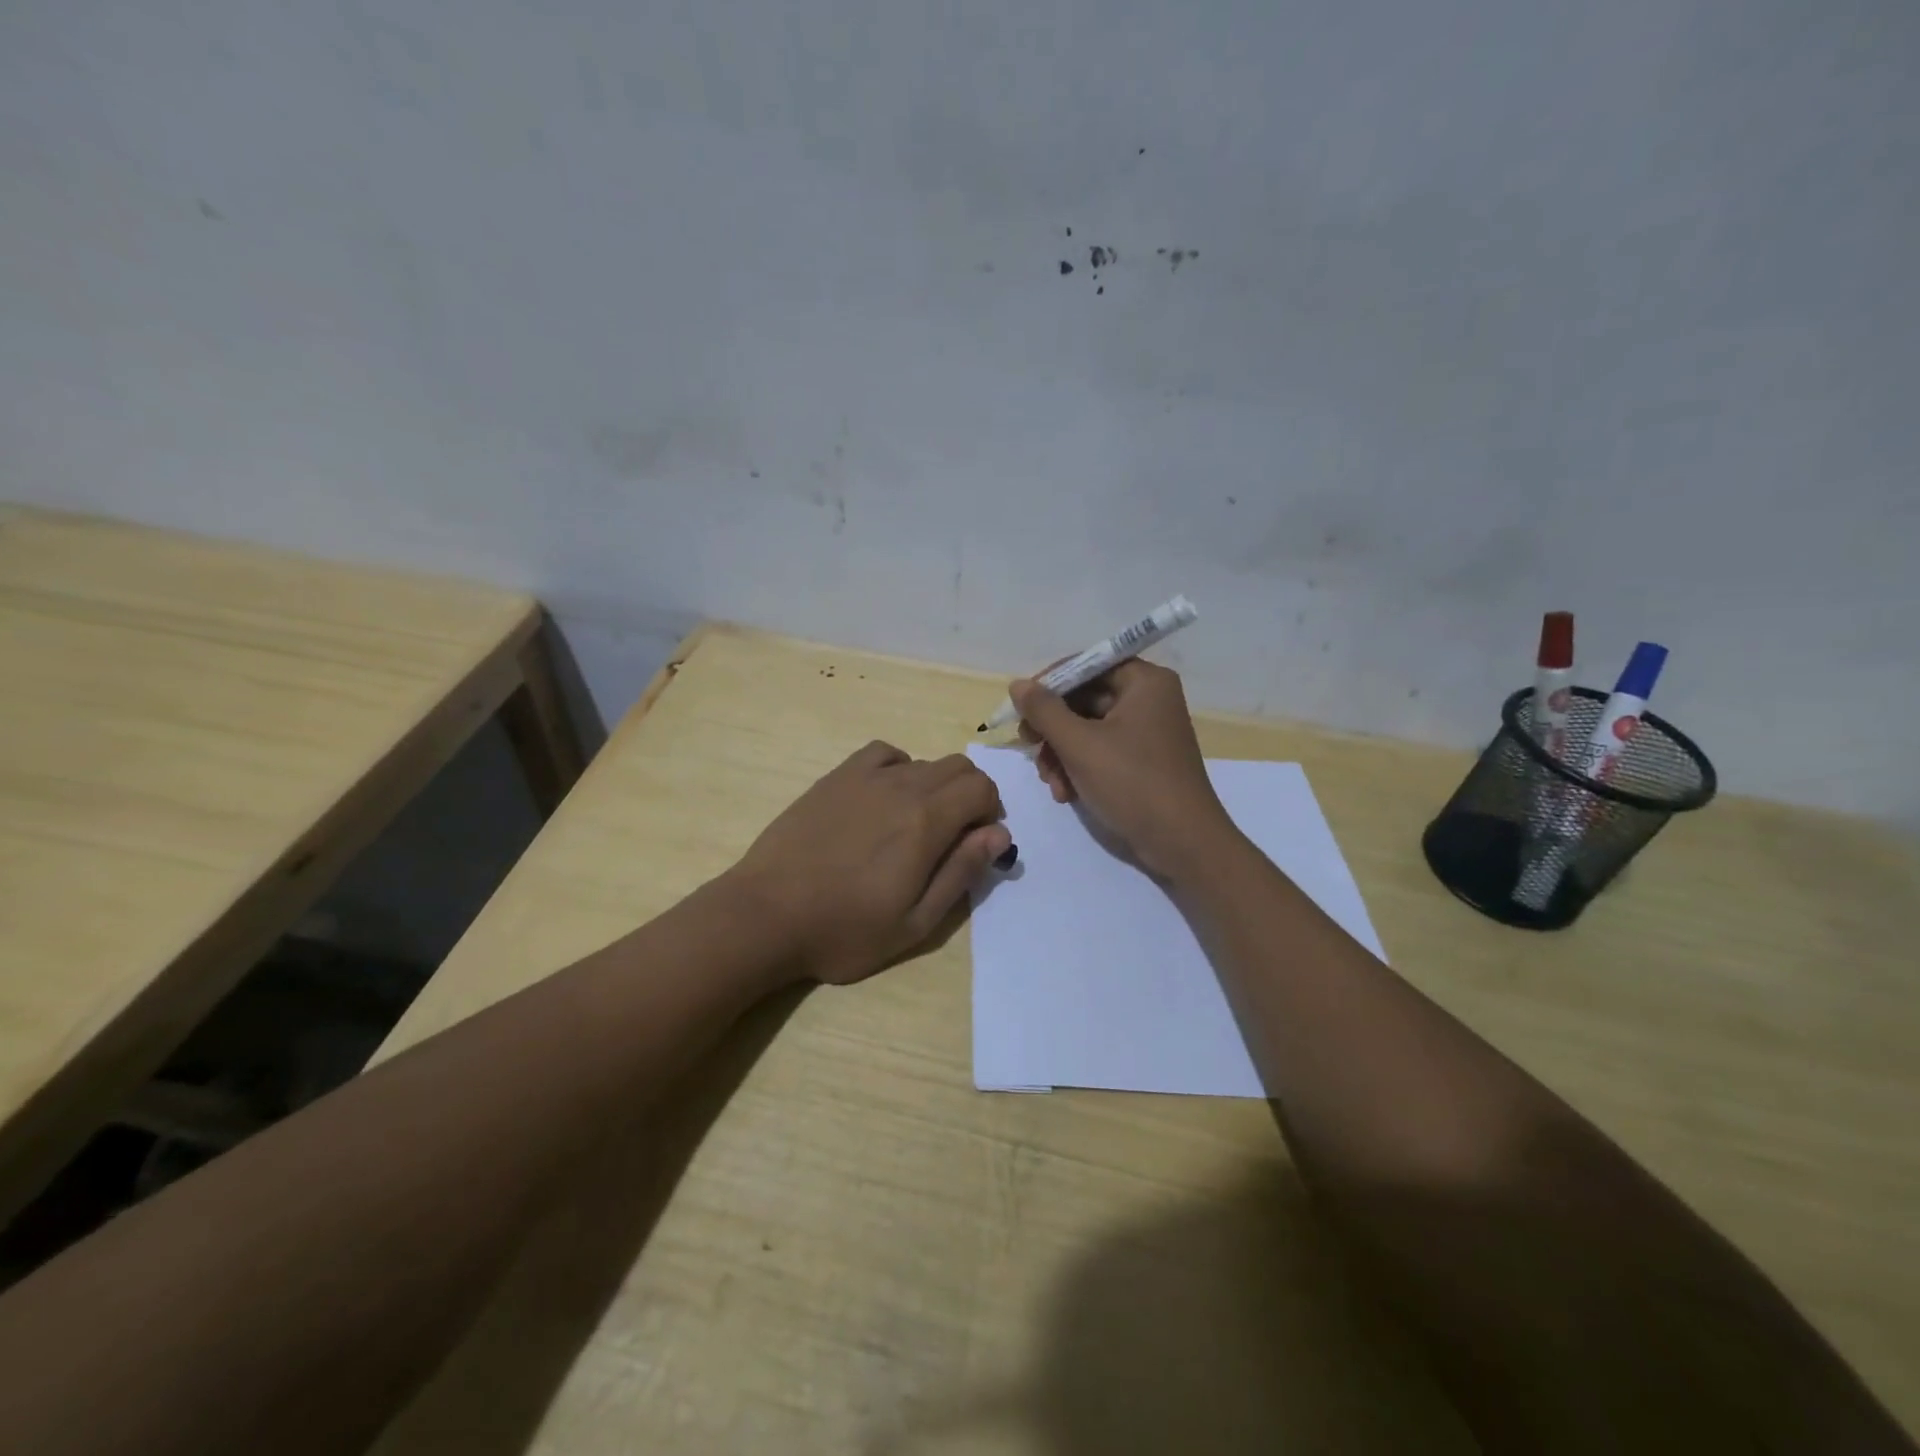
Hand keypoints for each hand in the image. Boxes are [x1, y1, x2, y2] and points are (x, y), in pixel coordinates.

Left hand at [728, 741, 1011, 984]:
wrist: (767, 914)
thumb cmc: (844, 930)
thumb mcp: (915, 922)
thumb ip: (961, 872)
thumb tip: (1000, 834)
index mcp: (926, 822)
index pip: (982, 788)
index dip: (990, 813)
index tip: (976, 844)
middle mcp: (902, 786)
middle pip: (958, 767)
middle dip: (970, 796)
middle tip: (951, 837)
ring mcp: (865, 777)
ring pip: (923, 761)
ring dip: (936, 786)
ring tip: (914, 825)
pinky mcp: (836, 778)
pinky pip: (883, 754)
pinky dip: (899, 768)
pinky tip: (884, 798)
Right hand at [1012, 661, 1236, 880]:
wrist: (1181, 843)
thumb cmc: (1132, 783)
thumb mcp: (1079, 744)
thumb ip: (1044, 711)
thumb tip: (1017, 685)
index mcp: (1144, 682)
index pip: (1087, 665)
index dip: (1050, 684)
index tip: (1021, 709)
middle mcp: (1148, 699)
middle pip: (1084, 699)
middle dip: (1053, 729)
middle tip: (1029, 748)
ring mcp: (1146, 732)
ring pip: (1087, 729)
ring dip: (1060, 754)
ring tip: (1050, 782)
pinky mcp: (1141, 761)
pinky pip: (1100, 751)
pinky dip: (1078, 768)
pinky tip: (1065, 793)